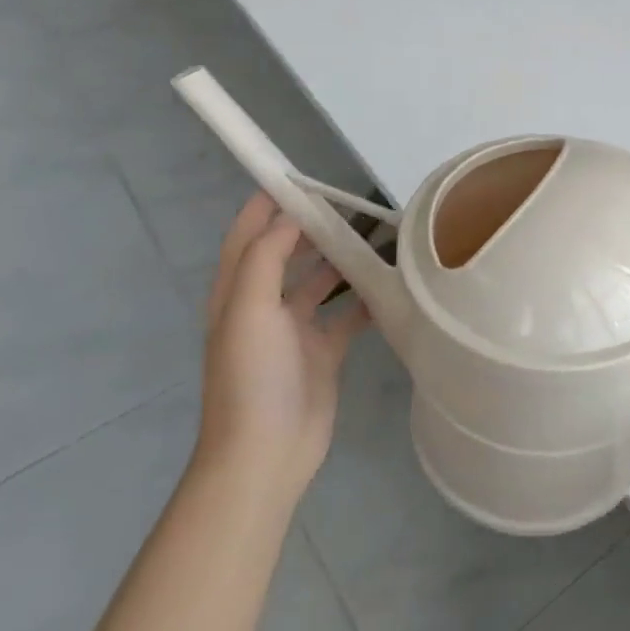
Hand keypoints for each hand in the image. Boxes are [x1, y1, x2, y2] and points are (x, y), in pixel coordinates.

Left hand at [194, 193, 368, 503]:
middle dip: (312, 227)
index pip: (248, 235)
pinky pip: (347, 316)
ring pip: (320, 281)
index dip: (266, 205)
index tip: (299, 176)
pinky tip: (392, 283)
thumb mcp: (248, 308)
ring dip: (341, 259)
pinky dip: (365, 298)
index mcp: (237, 292)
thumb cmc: (252, 376)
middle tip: (352, 203)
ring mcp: (295, 331)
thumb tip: (290, 216)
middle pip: (287, 253)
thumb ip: (266, 257)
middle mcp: (264, 305)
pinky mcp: (323, 353)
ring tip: (377, 234)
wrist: (265, 454)